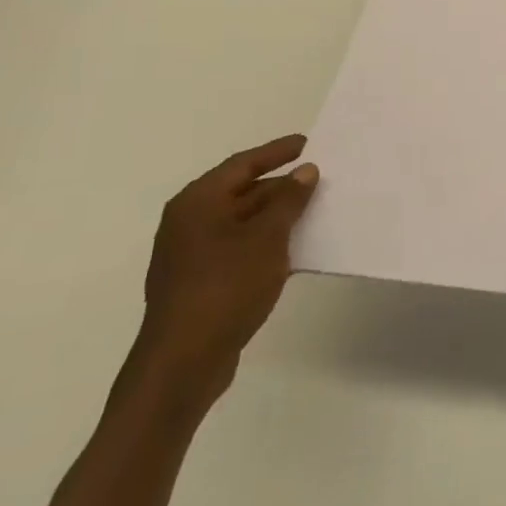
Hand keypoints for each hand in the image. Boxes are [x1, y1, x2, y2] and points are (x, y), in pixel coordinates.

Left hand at [134, 134, 318, 408]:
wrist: (183, 362)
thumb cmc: (225, 287)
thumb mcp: (267, 237)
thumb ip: (289, 200)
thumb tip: (305, 171)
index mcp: (198, 202)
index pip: (243, 163)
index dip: (278, 152)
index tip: (309, 143)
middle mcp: (189, 222)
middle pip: (243, 192)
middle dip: (282, 187)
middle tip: (321, 179)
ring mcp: (192, 255)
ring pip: (244, 223)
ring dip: (278, 217)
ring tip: (317, 211)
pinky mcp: (201, 283)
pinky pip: (241, 249)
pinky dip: (268, 244)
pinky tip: (298, 249)